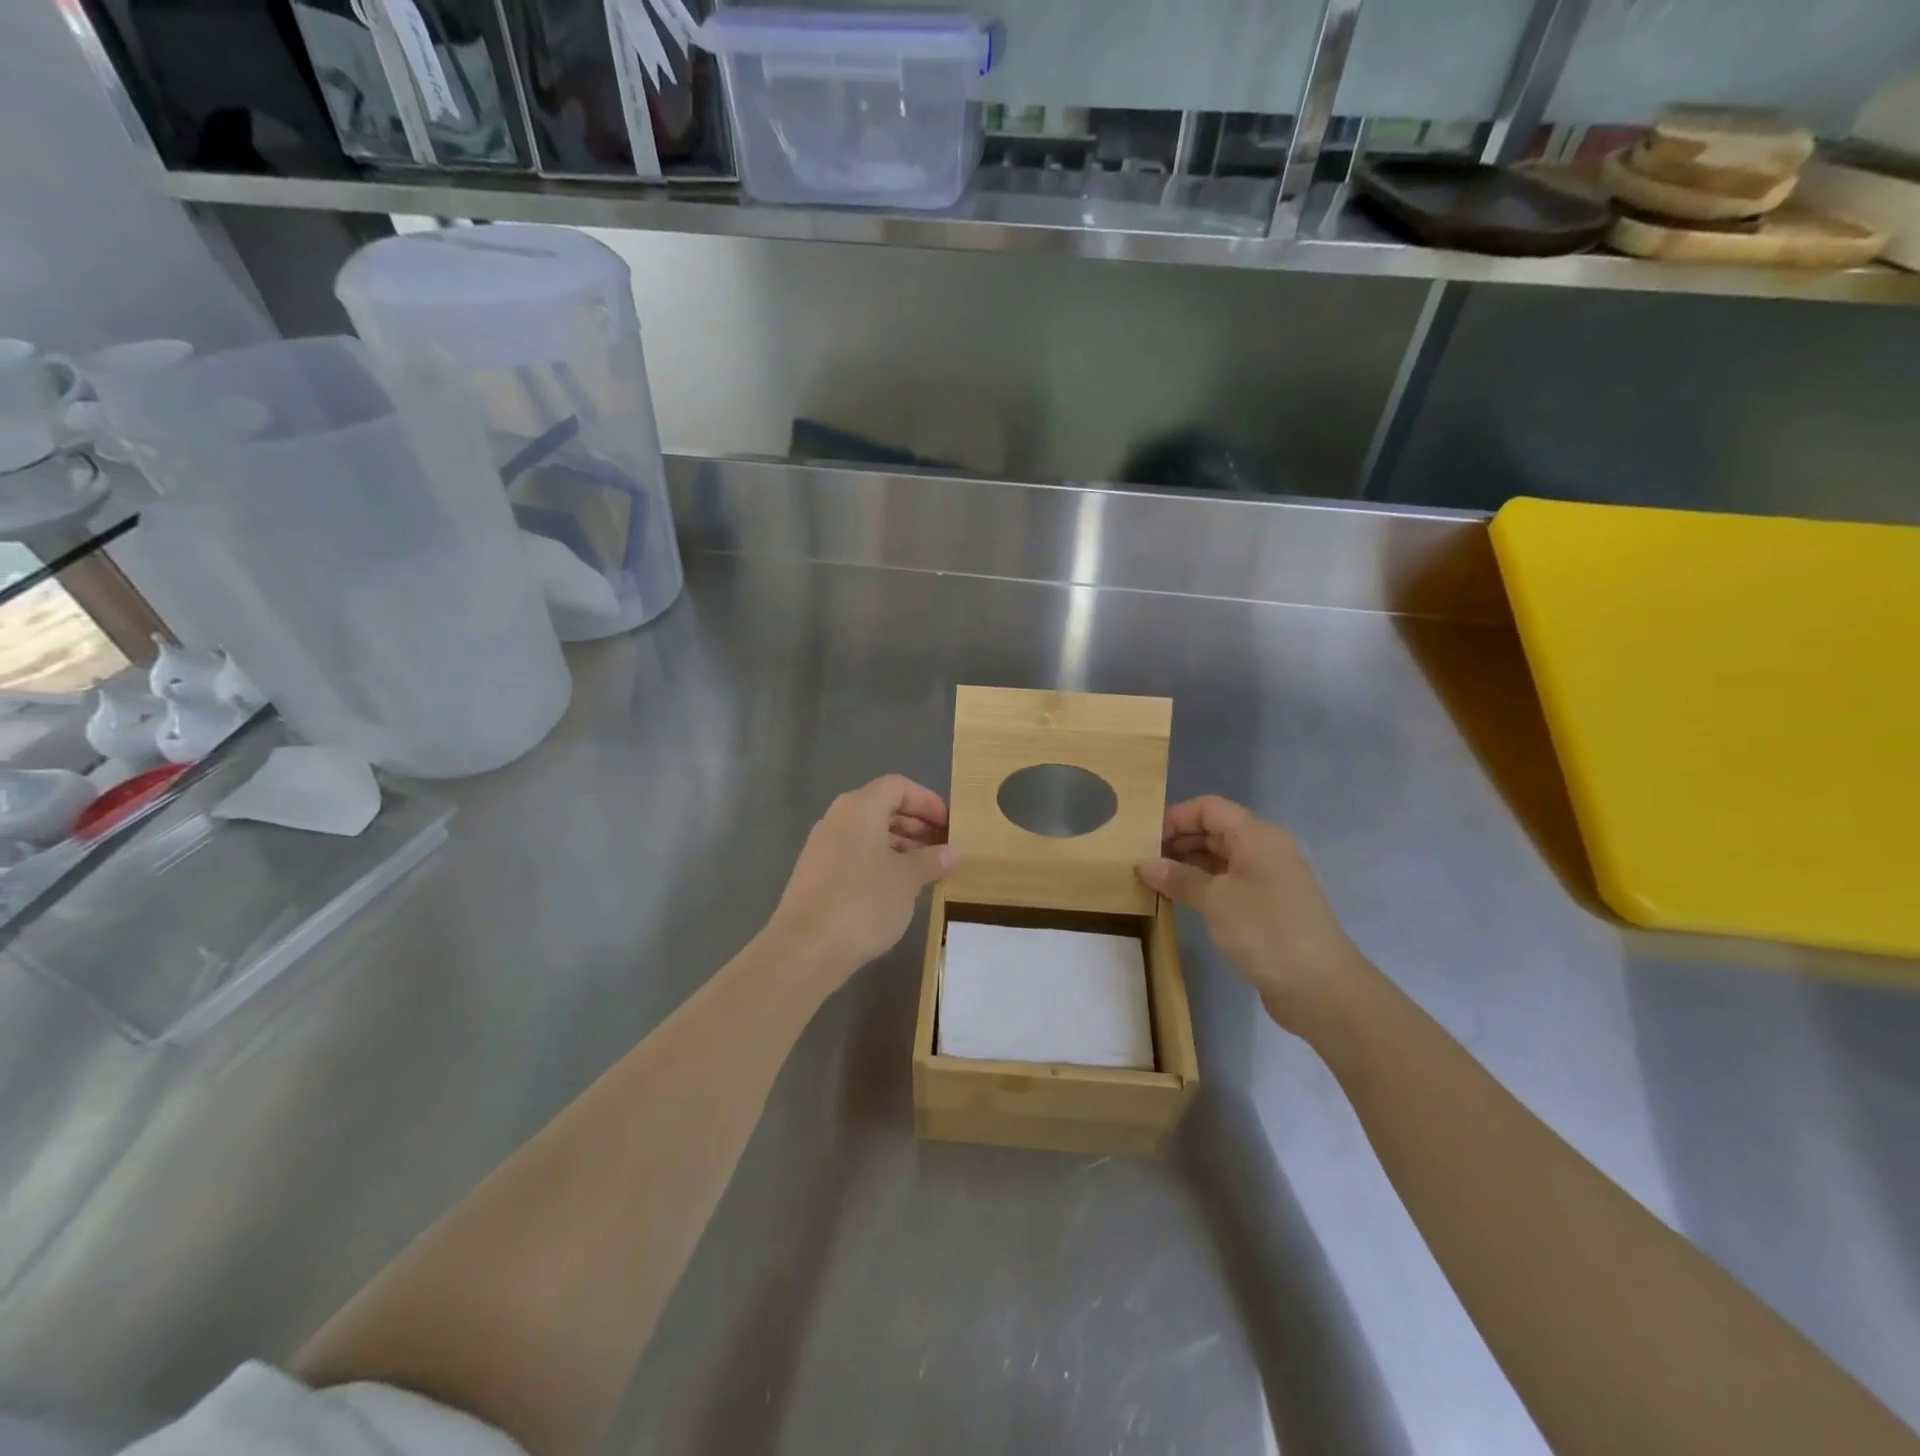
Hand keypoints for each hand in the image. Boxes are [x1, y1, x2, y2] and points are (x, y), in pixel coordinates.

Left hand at [768, 775, 957, 982]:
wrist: (805, 948)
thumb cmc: (863, 901)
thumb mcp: (907, 879)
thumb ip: (932, 860)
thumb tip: (952, 852)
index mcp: (860, 807)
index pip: (898, 786)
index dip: (927, 801)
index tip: (949, 825)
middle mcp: (837, 818)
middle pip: (882, 807)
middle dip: (915, 824)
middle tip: (941, 847)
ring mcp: (822, 846)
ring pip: (868, 833)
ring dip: (899, 845)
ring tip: (924, 870)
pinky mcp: (815, 874)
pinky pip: (854, 854)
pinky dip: (879, 861)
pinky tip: (896, 889)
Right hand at [1136, 796, 1366, 1031]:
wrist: (1322, 988)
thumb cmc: (1267, 931)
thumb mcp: (1216, 901)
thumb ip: (1178, 878)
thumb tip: (1145, 863)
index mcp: (1257, 836)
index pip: (1209, 808)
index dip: (1175, 817)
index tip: (1143, 839)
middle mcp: (1264, 850)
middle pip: (1214, 831)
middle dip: (1177, 842)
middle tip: (1141, 861)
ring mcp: (1268, 880)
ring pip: (1220, 859)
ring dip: (1187, 866)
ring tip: (1153, 880)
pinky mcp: (1268, 907)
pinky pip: (1229, 883)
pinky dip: (1203, 886)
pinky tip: (1180, 900)